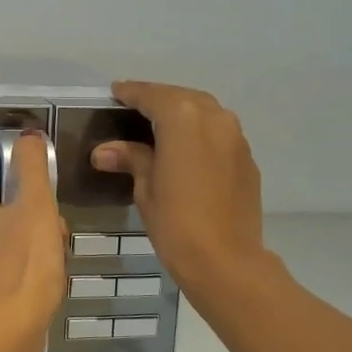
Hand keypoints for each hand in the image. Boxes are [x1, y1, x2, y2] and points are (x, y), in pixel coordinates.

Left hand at [0, 132, 67, 336]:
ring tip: (49, 283)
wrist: (11, 332)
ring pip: (2, 264)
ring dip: (27, 268)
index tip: (53, 230)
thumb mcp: (36, 205)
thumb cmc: (25, 263)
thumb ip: (31, 168)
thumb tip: (28, 135)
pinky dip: (17, 294)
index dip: (35, 215)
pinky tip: (34, 304)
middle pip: (5, 235)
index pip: (5, 207)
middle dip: (33, 242)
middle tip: (54, 259)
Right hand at [90, 82, 266, 296]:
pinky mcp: (247, 158)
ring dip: (182, 112)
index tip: (116, 91)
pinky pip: (218, 132)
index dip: (130, 93)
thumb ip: (131, 158)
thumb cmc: (176, 222)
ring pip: (204, 111)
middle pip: (180, 97)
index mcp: (183, 118)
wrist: (226, 260)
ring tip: (159, 125)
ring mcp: (235, 136)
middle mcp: (213, 116)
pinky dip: (199, 131)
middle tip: (135, 106)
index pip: (151, 96)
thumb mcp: (145, 187)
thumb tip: (105, 151)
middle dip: (157, 99)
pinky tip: (186, 148)